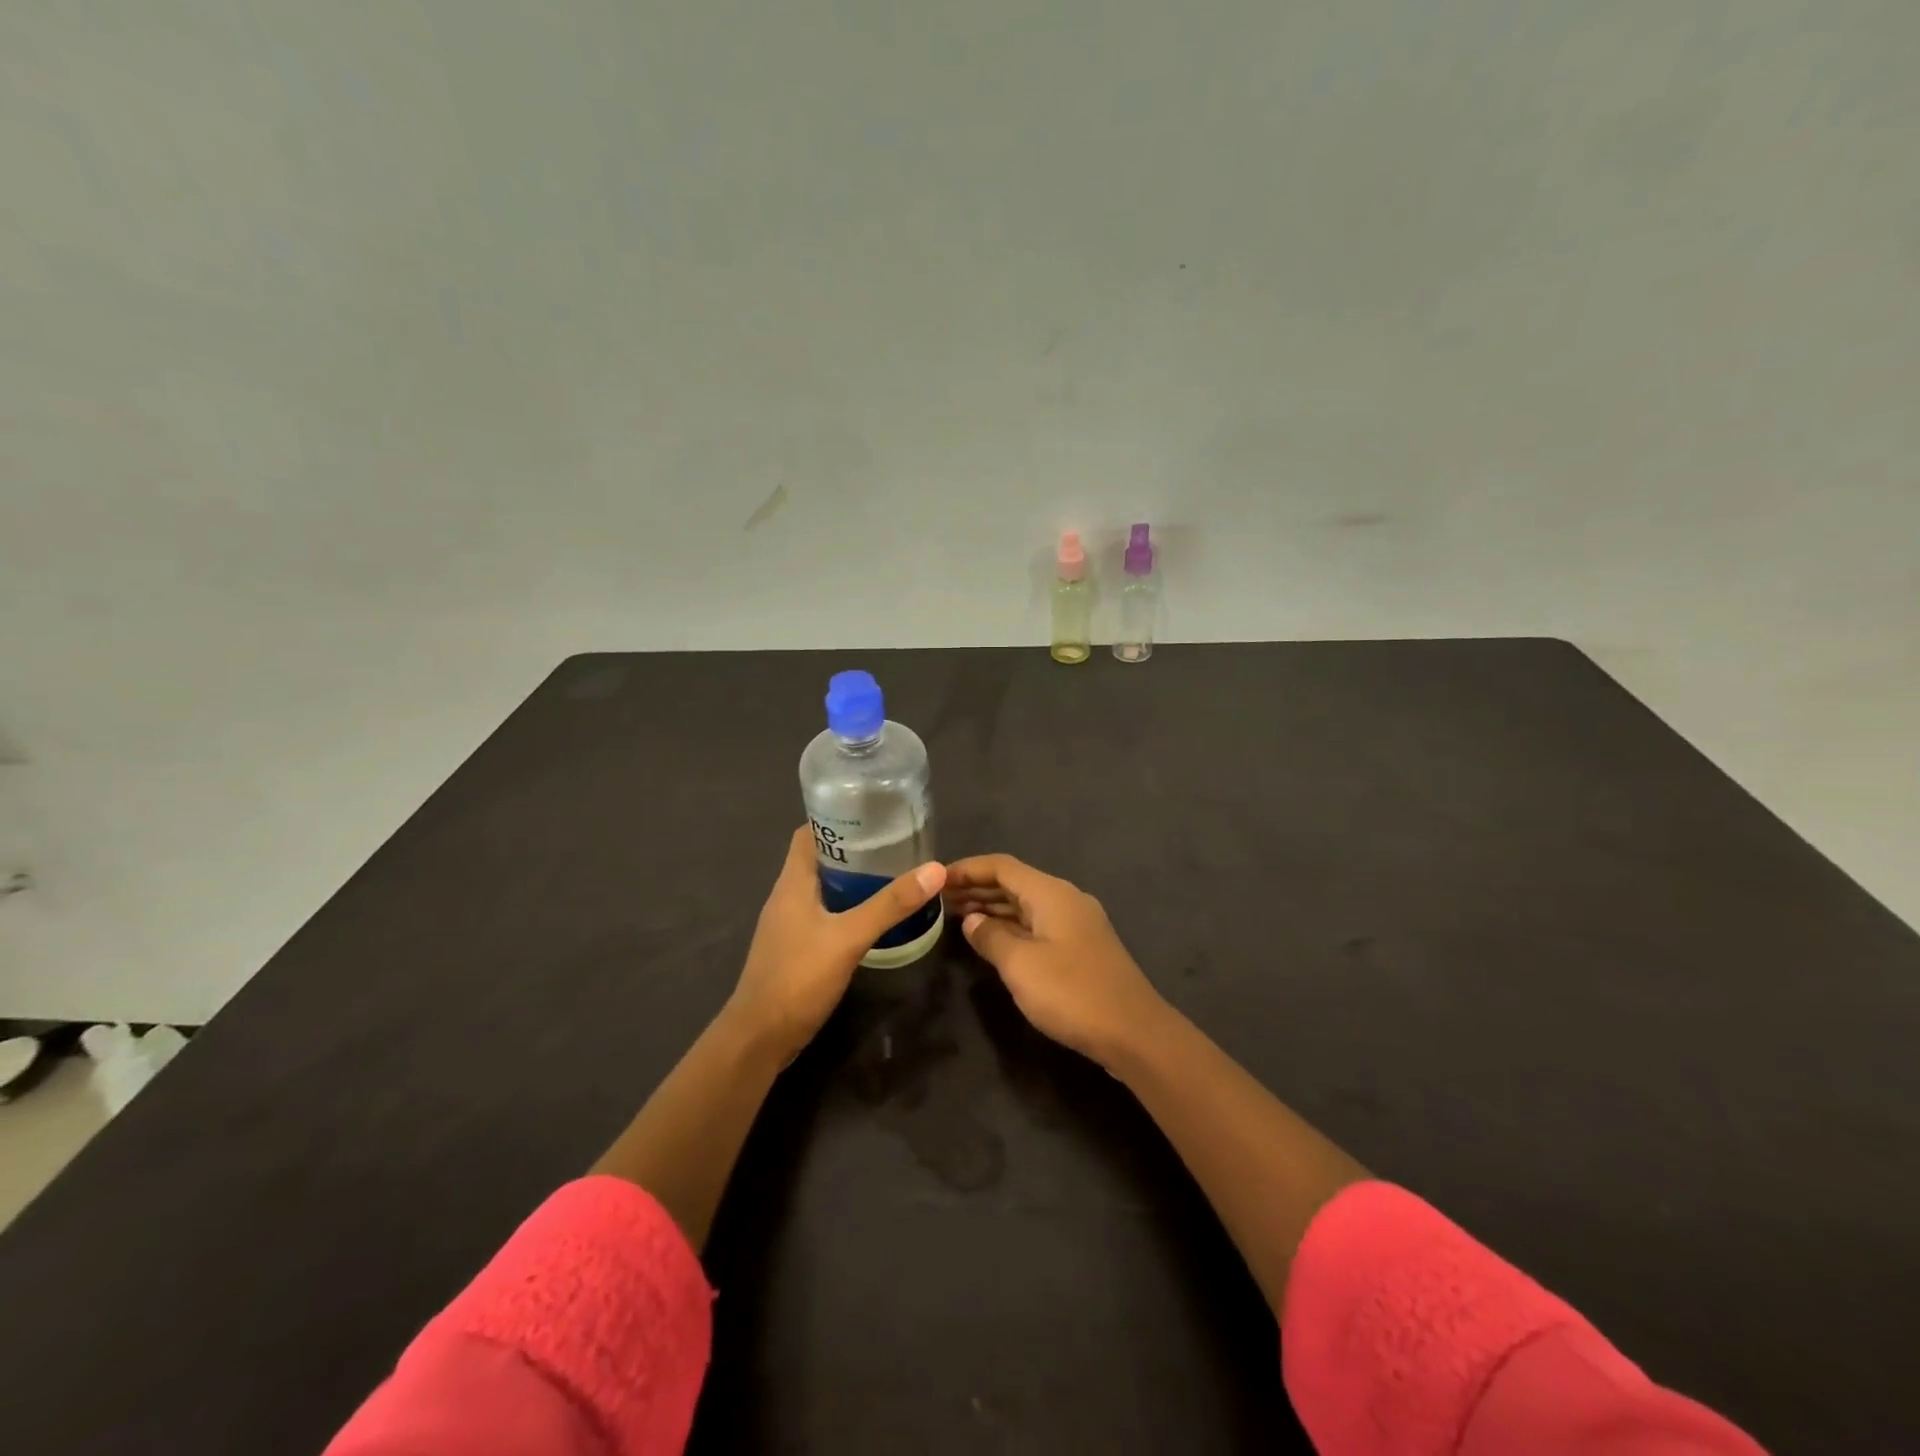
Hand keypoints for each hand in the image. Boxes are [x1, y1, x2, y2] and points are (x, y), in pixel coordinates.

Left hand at [726, 827, 946, 1062]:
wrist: (760, 1038)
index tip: (873, 813)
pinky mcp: (795, 948)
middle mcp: (787, 896)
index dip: (837, 818)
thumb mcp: (849, 937)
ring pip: (823, 888)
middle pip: (819, 858)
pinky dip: (847, 907)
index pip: (809, 832)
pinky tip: (872, 916)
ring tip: (892, 874)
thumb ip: (890, 905)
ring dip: (852, 879)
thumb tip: (935, 869)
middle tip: (895, 844)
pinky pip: (824, 914)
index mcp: (792, 882)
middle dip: (854, 848)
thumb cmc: (798, 977)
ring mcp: (789, 924)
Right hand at [945, 854, 1168, 1067]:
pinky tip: (993, 941)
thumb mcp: (1020, 965)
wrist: (1134, 1033)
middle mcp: (1065, 899)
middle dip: (977, 888)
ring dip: (993, 908)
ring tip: (957, 918)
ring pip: (1026, 905)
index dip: (967, 869)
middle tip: (940, 900)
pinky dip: (1011, 927)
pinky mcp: (1081, 948)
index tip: (937, 879)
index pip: (1001, 866)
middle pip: (1014, 883)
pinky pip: (1038, 925)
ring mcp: (1076, 924)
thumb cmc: (1072, 993)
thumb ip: (991, 937)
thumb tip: (971, 920)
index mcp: (1051, 893)